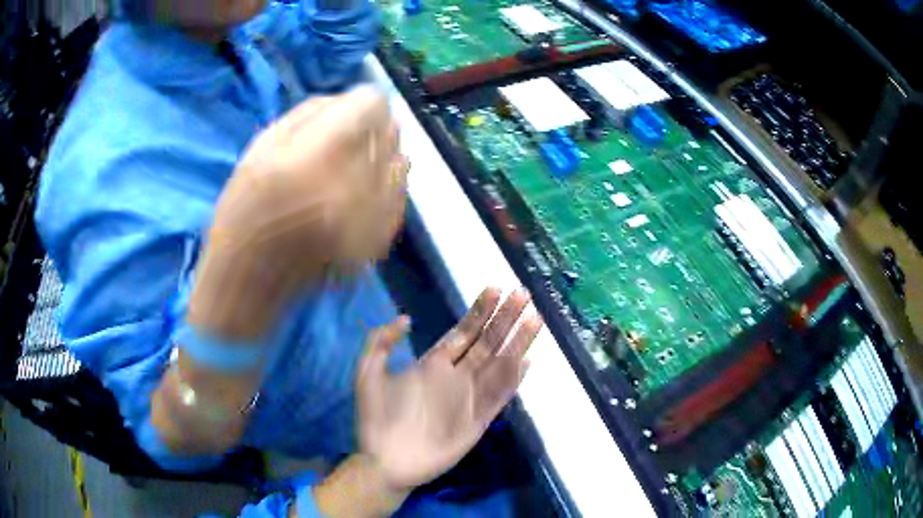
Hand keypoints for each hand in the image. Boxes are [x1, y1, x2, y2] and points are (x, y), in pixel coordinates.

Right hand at [189, 87, 408, 339]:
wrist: (249, 283)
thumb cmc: (244, 210)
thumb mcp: (264, 145)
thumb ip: (315, 112)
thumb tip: (354, 99)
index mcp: (318, 158)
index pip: (372, 104)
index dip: (360, 100)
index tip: (347, 109)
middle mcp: (355, 186)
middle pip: (390, 129)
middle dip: (370, 126)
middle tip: (342, 141)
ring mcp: (373, 218)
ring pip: (401, 160)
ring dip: (379, 155)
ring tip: (348, 169)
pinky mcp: (380, 242)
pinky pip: (400, 194)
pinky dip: (384, 185)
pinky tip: (357, 194)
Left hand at [357, 288, 543, 491]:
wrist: (384, 460)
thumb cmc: (376, 418)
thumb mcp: (368, 373)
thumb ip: (380, 342)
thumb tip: (406, 317)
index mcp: (433, 364)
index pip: (463, 332)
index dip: (479, 311)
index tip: (495, 288)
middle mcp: (456, 377)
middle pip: (486, 342)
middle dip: (505, 318)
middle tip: (523, 293)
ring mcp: (469, 398)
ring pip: (499, 364)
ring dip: (517, 342)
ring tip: (534, 318)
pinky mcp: (478, 421)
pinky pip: (499, 396)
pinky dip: (513, 380)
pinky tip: (526, 361)